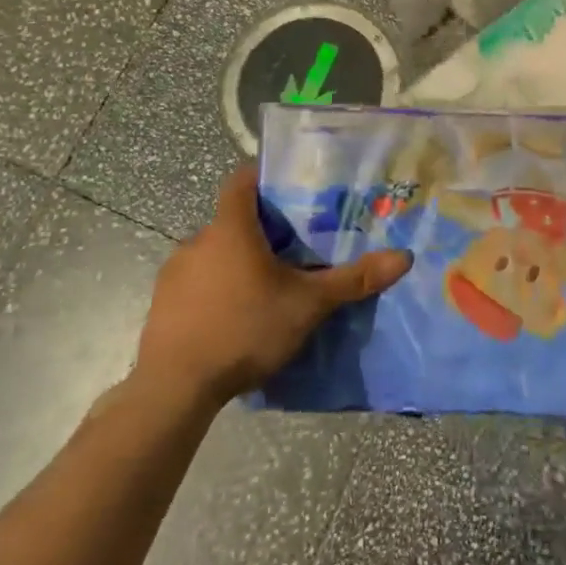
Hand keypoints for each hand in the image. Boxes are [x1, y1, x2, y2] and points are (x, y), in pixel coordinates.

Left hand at [132, 164, 411, 406]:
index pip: (242, 180)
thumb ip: (352, 280)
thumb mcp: (308, 305)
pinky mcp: (162, 304)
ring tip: (267, 286)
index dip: (263, 177)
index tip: (289, 187)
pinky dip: (216, 289)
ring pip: (214, 253)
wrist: (175, 387)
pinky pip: (196, 283)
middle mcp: (198, 240)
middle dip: (261, 229)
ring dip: (237, 262)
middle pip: (232, 219)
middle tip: (294, 247)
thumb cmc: (245, 328)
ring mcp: (175, 273)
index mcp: (231, 228)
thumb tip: (403, 258)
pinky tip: (235, 317)